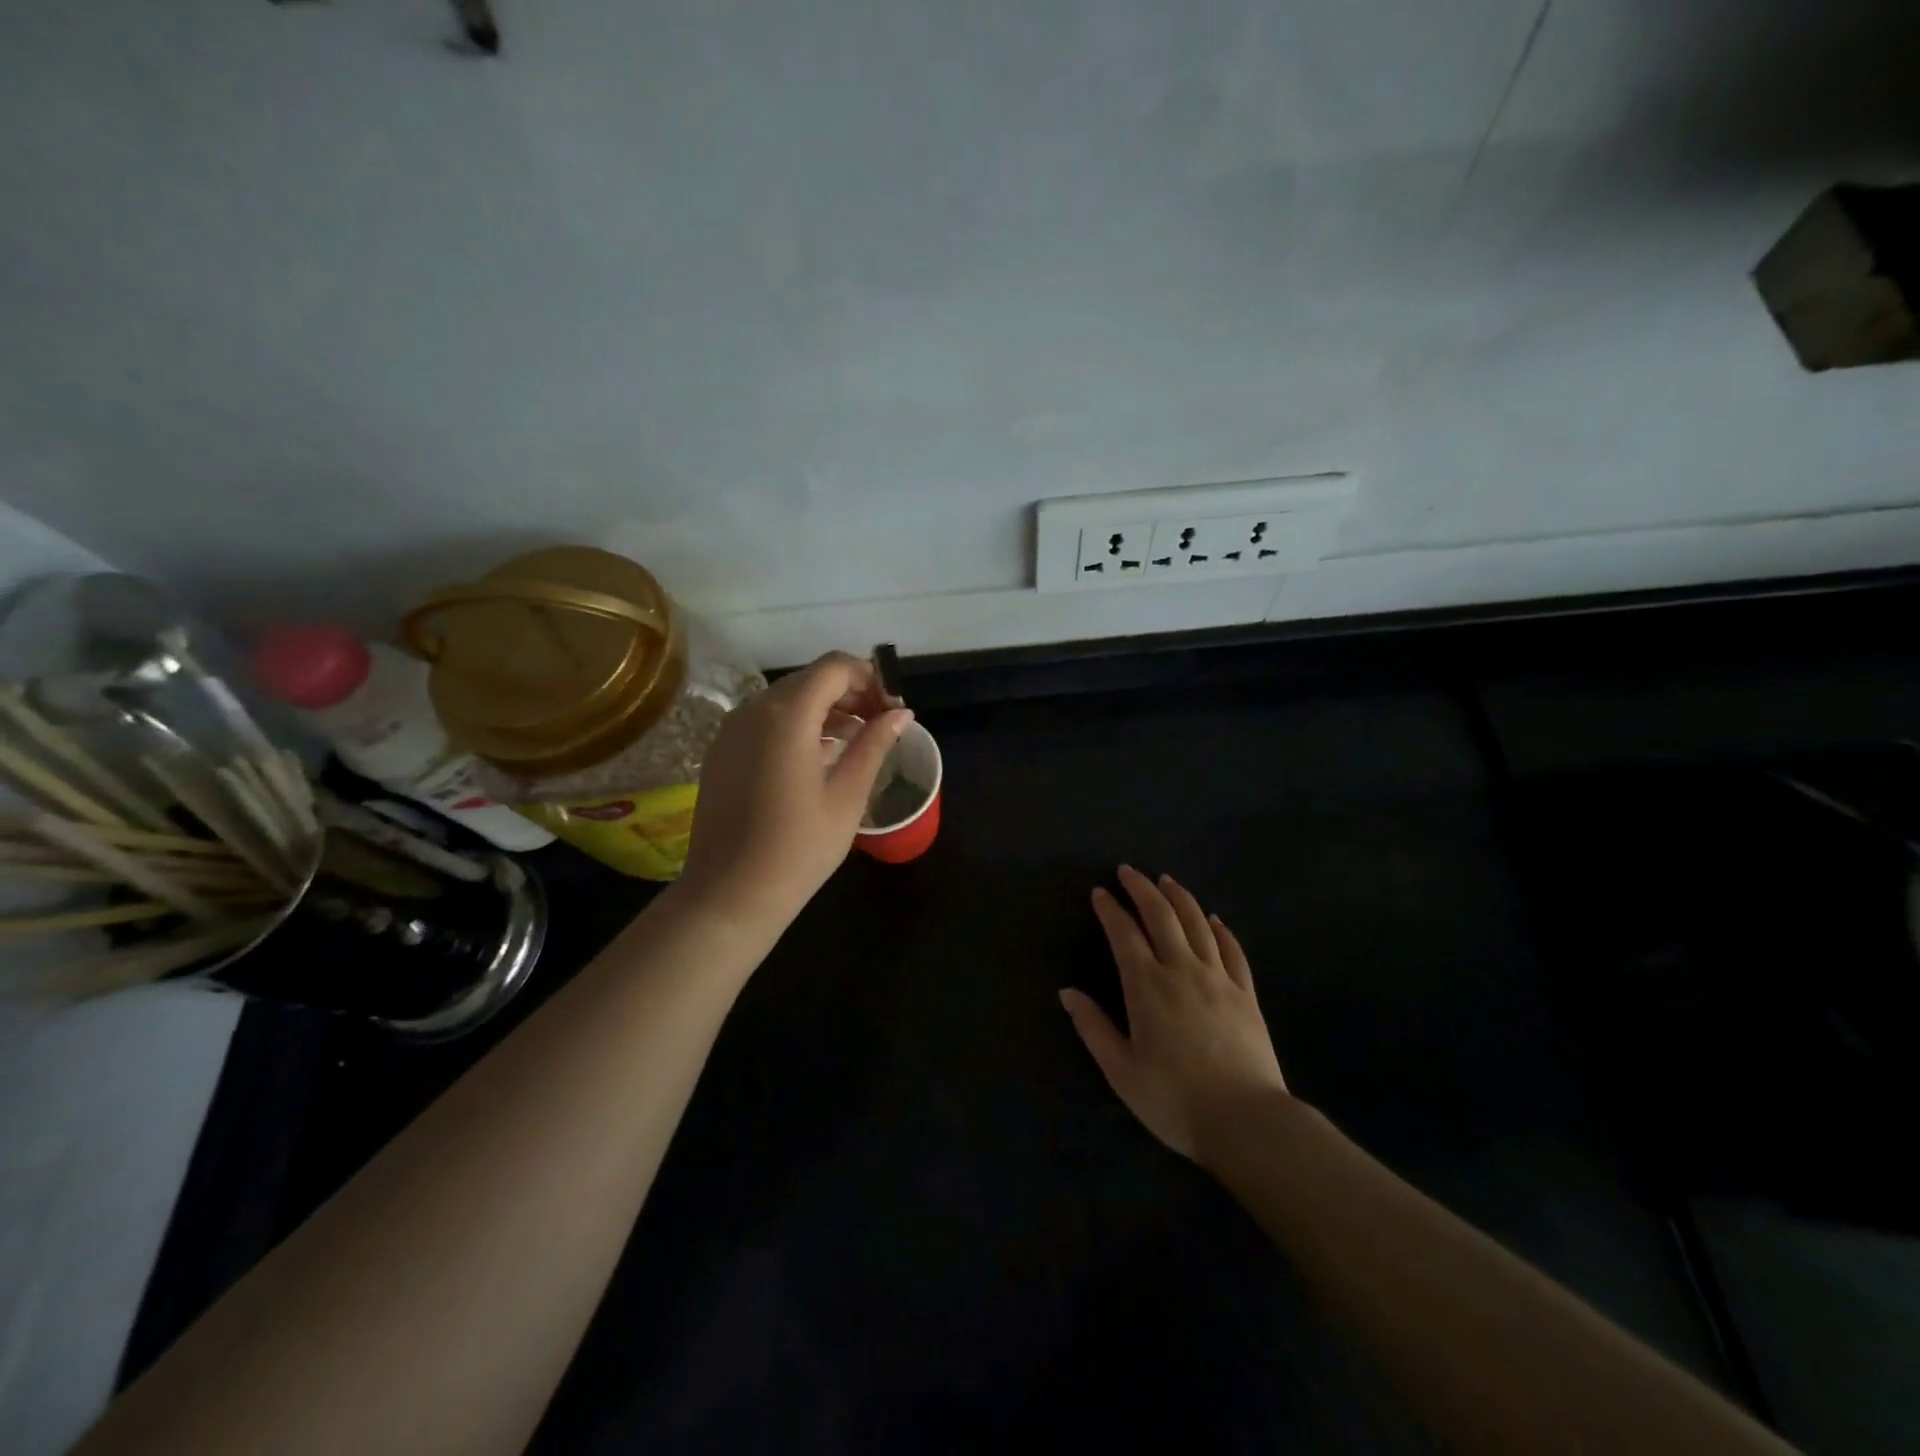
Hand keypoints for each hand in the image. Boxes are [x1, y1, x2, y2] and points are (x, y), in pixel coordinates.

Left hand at [680, 651, 911, 927]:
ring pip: (787, 699)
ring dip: (825, 709)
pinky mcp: (722, 751)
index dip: (870, 678)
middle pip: (810, 679)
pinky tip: (819, 756)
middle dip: (850, 693)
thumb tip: (901, 713)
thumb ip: (874, 744)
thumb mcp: (847, 795)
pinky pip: (766, 720)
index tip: (893, 709)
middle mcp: (753, 709)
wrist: (729, 894)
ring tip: (856, 741)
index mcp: (787, 714)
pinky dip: (798, 725)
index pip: (835, 667)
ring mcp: (732, 729)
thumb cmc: (798, 847)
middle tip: (881, 725)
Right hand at [1061, 867, 1287, 1164]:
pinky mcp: (1247, 994)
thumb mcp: (1121, 1071)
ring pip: (1197, 924)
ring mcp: (1219, 979)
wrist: (1246, 1121)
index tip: (1099, 892)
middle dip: (1141, 889)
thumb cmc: (1174, 1100)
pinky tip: (1214, 919)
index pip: (1124, 934)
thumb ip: (1093, 1028)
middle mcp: (1182, 970)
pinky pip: (1233, 950)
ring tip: (1166, 881)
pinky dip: (1221, 929)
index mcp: (1146, 986)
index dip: (1110, 910)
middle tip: (1128, 870)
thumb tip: (1067, 992)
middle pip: (1161, 916)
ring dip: (1179, 897)